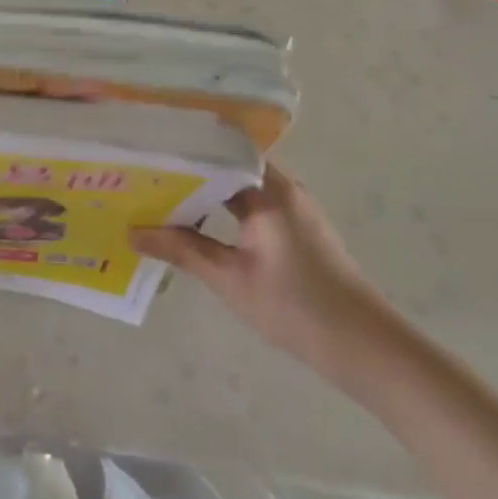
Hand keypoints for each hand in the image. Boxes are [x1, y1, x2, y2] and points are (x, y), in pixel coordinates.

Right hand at [132, 165, 385, 381]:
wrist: (365, 347)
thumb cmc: (295, 307)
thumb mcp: (229, 279)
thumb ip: (181, 249)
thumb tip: (132, 232)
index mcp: (268, 190)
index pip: (217, 152)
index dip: (180, 151)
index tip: (145, 154)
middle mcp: (283, 188)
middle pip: (227, 165)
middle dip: (187, 171)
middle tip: (144, 175)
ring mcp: (294, 208)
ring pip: (239, 186)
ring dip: (205, 191)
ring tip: (162, 196)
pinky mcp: (298, 229)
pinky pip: (252, 203)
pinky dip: (224, 207)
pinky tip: (198, 223)